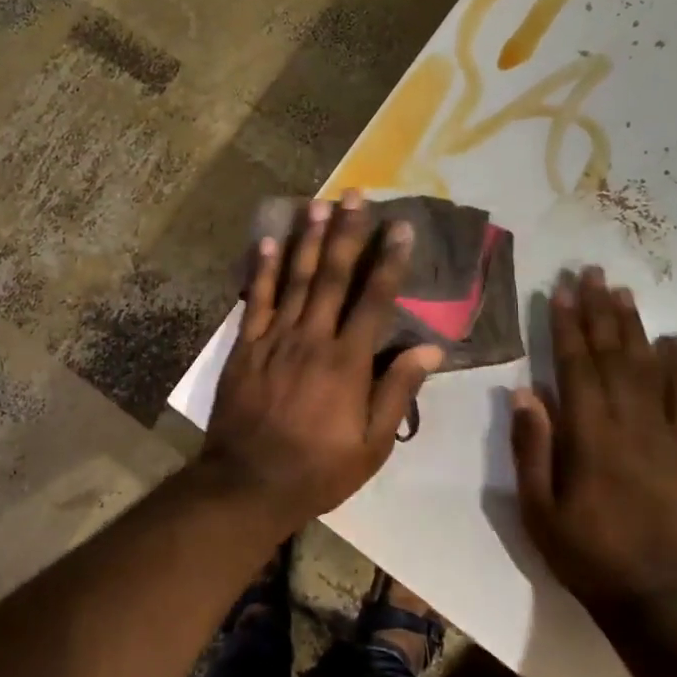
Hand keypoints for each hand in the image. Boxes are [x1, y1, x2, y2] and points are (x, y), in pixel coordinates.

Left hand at [202, 190, 444, 532]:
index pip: (374, 298)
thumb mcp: (373, 445)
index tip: (400, 225)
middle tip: (355, 194)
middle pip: (332, 276)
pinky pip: (255, 299)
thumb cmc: (319, 468)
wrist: (249, 482)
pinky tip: (268, 240)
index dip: (389, 259)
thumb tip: (430, 348)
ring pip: (294, 279)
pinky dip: (262, 269)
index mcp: (348, 361)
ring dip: (307, 239)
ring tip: (317, 203)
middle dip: (346, 232)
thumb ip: (398, 392)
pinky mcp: (246, 345)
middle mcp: (313, 338)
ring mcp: (275, 338)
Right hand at [510, 266, 676, 618]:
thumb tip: (525, 392)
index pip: (575, 366)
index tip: (560, 289)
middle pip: (612, 355)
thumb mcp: (538, 508)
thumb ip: (532, 448)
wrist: (658, 597)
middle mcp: (628, 424)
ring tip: (624, 291)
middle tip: (592, 272)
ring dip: (634, 327)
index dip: (566, 325)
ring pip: (647, 368)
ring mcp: (664, 435)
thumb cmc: (586, 553)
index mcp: (588, 436)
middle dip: (599, 311)